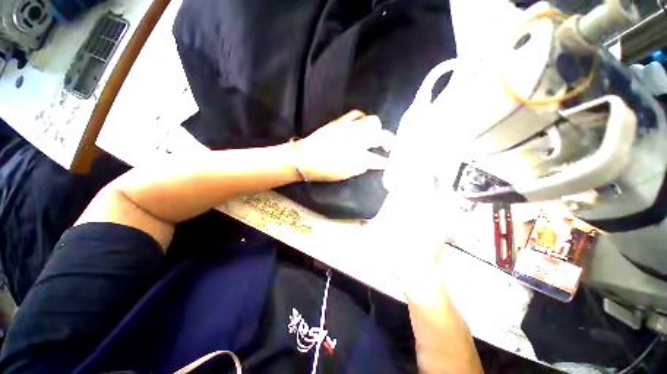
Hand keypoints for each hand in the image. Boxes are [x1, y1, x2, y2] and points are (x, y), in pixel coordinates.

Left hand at [295, 110, 393, 181]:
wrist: (304, 158)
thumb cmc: (325, 169)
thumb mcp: (345, 172)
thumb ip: (362, 166)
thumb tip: (372, 161)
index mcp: (358, 156)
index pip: (378, 158)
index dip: (385, 161)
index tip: (389, 162)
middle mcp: (357, 139)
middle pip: (381, 134)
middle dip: (387, 139)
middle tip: (386, 145)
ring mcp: (350, 128)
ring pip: (371, 121)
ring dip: (376, 128)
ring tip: (373, 134)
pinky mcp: (340, 121)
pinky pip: (356, 114)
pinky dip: (361, 118)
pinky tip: (360, 124)